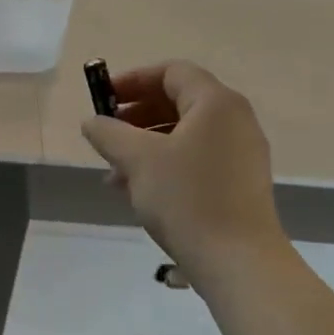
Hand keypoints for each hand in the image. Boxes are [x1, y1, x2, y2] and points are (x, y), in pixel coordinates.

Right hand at [80, 60, 288, 273]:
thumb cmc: (187, 198)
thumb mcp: (137, 159)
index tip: (103, 99)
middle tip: (106, 135)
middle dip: (136, 115)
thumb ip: (108, 132)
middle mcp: (235, 120)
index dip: (133, 79)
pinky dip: (166, 164)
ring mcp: (241, 153)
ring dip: (145, 144)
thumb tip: (92, 122)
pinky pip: (196, 158)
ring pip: (184, 134)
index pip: (171, 72)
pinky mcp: (240, 183)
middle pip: (178, 101)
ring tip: (115, 172)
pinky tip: (138, 191)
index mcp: (216, 103)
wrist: (239, 262)